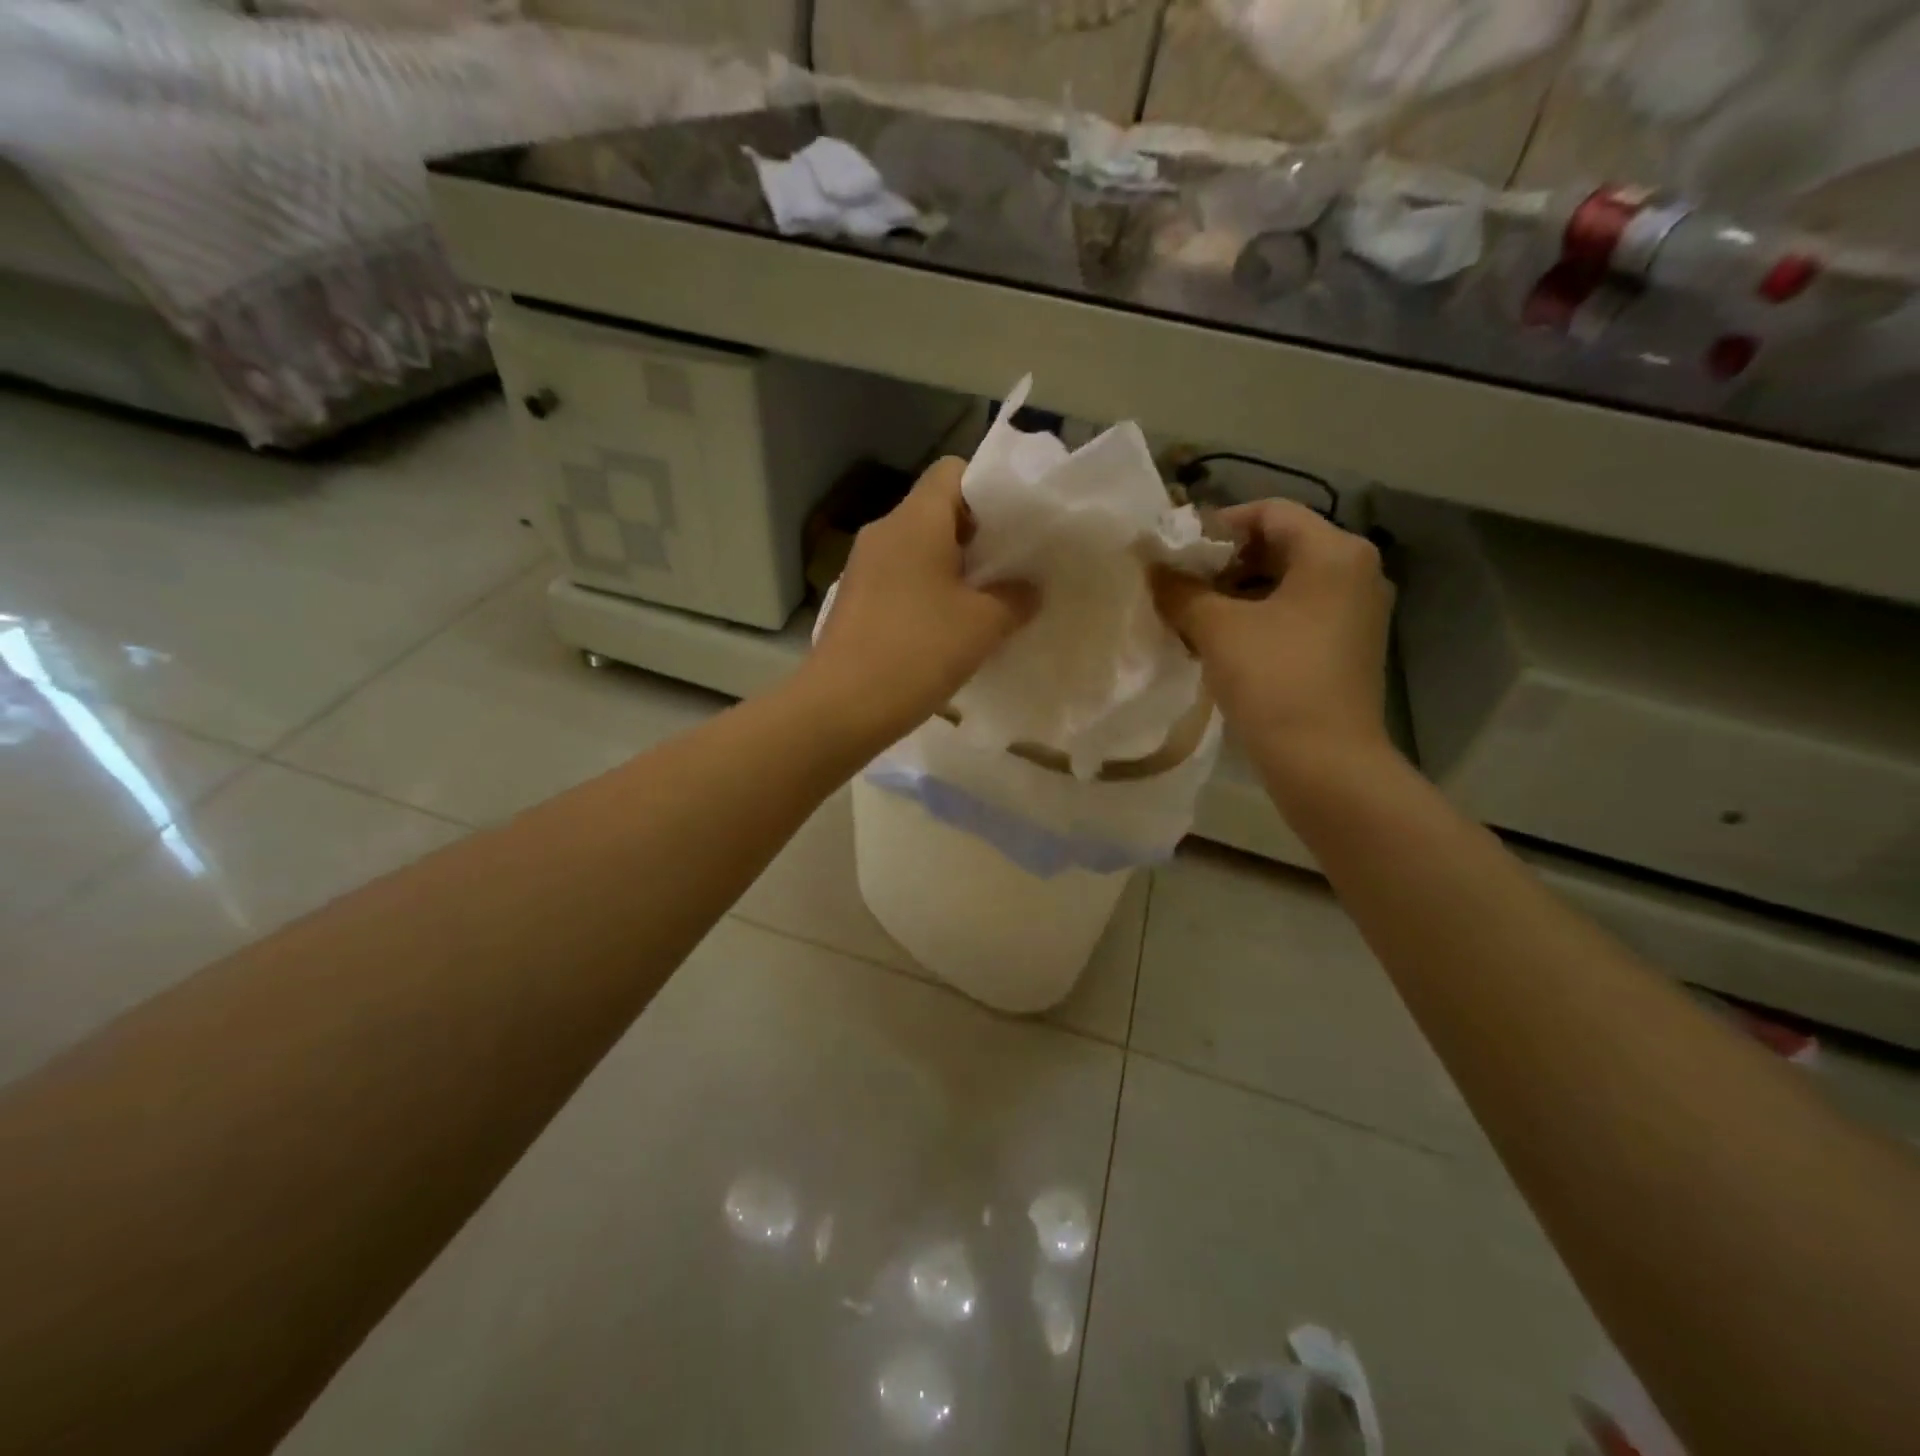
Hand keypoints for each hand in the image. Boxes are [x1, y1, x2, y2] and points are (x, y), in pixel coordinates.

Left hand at [807, 457, 1037, 741]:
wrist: (841, 707)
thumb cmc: (918, 651)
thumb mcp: (983, 625)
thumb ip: (1016, 598)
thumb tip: (1029, 588)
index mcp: (915, 519)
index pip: (953, 470)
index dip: (989, 489)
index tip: (1014, 527)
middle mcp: (884, 531)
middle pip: (937, 511)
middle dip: (977, 535)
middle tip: (1011, 569)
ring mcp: (863, 566)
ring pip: (918, 548)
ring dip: (953, 569)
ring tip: (985, 603)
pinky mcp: (855, 600)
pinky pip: (900, 579)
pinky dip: (927, 592)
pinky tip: (947, 629)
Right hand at [1152, 499, 1394, 780]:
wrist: (1324, 763)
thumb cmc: (1274, 681)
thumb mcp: (1218, 629)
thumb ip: (1180, 589)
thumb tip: (1150, 565)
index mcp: (1334, 552)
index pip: (1268, 512)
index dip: (1216, 526)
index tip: (1175, 555)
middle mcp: (1354, 572)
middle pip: (1277, 546)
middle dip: (1222, 564)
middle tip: (1178, 586)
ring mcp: (1353, 613)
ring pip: (1283, 584)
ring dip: (1234, 595)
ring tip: (1189, 617)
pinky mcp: (1344, 647)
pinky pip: (1293, 614)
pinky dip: (1255, 619)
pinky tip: (1217, 644)